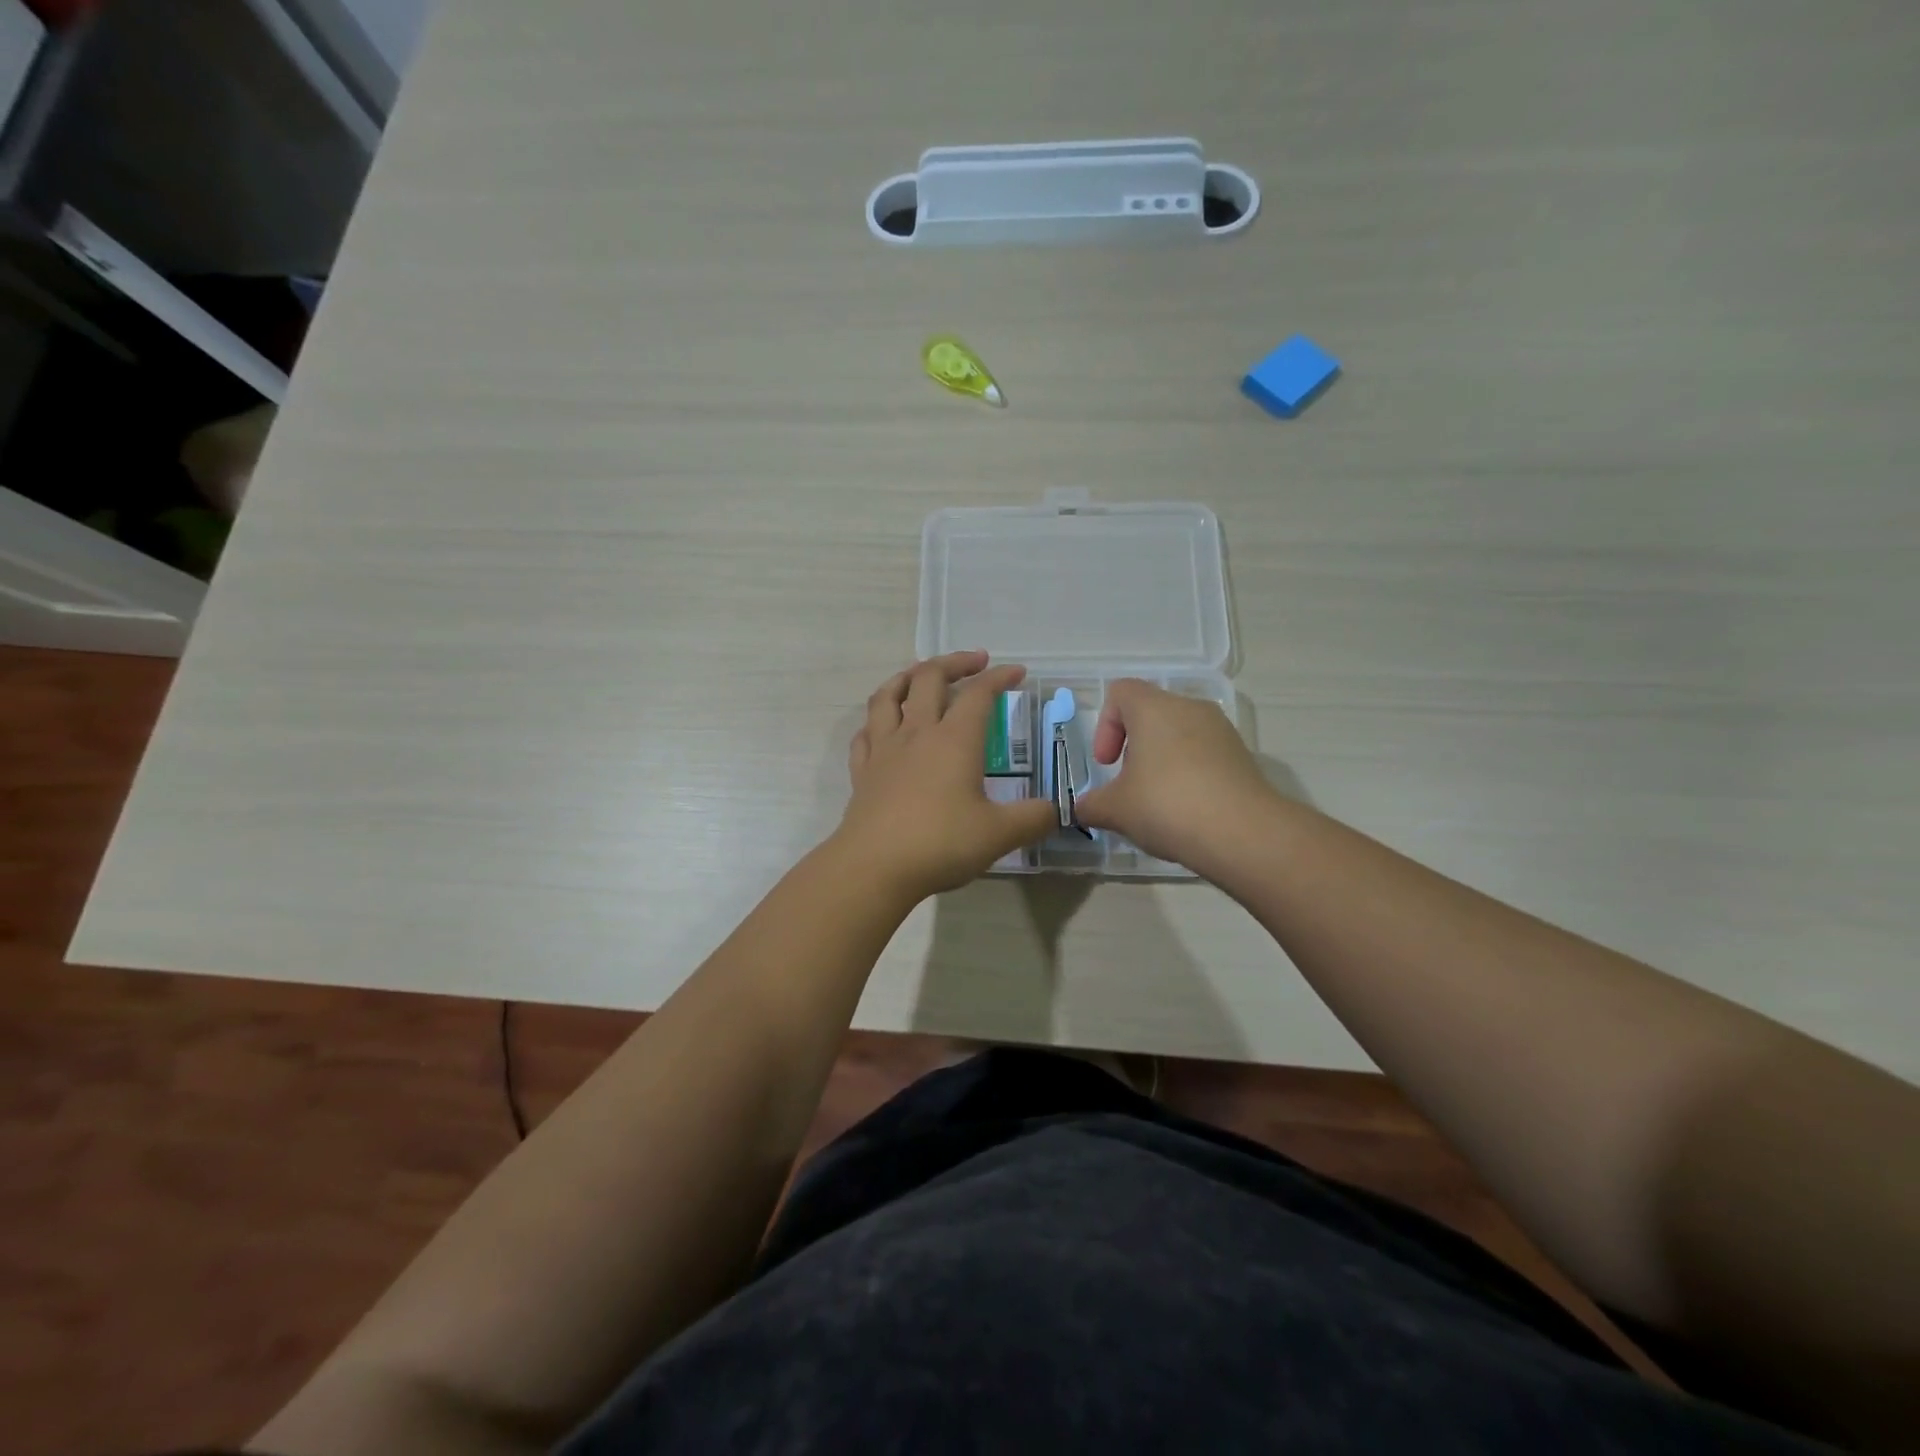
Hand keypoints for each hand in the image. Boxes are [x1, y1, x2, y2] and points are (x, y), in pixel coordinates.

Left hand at [834, 651, 1056, 902]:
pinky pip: (866, 733)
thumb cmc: (940, 843)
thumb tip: (1054, 810)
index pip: (979, 694)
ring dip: (907, 677)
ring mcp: (884, 750)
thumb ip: (1033, 818)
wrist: (874, 867)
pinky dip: (877, 720)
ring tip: (921, 674)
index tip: (1017, 673)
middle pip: (930, 678)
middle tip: (975, 662)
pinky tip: (883, 726)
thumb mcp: (1000, 834)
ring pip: (889, 695)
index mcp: (954, 740)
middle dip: (955, 662)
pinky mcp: (863, 772)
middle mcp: (917, 734)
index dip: (999, 677)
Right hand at [1073, 679, 1275, 868]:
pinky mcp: (1242, 756)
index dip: (1105, 725)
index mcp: (1153, 708)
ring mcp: (1221, 730)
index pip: (1120, 692)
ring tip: (1158, 802)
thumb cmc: (1167, 806)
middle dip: (1134, 747)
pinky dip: (1189, 774)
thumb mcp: (1116, 810)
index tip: (1107, 763)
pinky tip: (1187, 811)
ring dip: (1162, 761)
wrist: (1243, 833)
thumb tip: (1083, 809)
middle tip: (1129, 785)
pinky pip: (1204, 755)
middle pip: (1151, 713)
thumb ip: (1092, 805)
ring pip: (1179, 734)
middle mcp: (1189, 708)